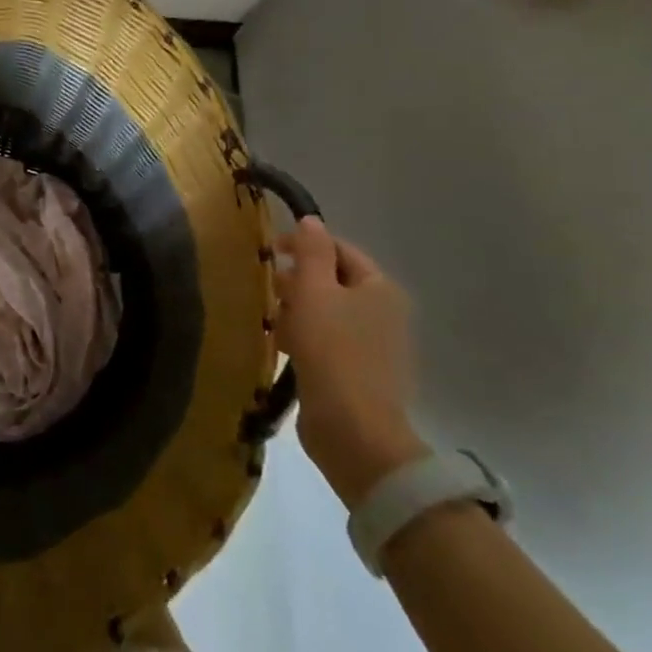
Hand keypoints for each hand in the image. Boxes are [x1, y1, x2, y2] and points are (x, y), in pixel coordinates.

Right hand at [274, 218, 428, 507]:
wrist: (353, 431)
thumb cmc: (332, 351)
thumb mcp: (314, 291)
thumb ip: (311, 251)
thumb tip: (310, 220)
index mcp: (380, 288)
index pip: (339, 249)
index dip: (304, 245)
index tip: (269, 252)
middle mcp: (383, 313)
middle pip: (332, 280)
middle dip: (298, 281)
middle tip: (268, 289)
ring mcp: (373, 346)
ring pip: (326, 312)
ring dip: (296, 311)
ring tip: (271, 320)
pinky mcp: (358, 374)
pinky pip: (326, 341)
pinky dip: (304, 338)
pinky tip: (282, 348)